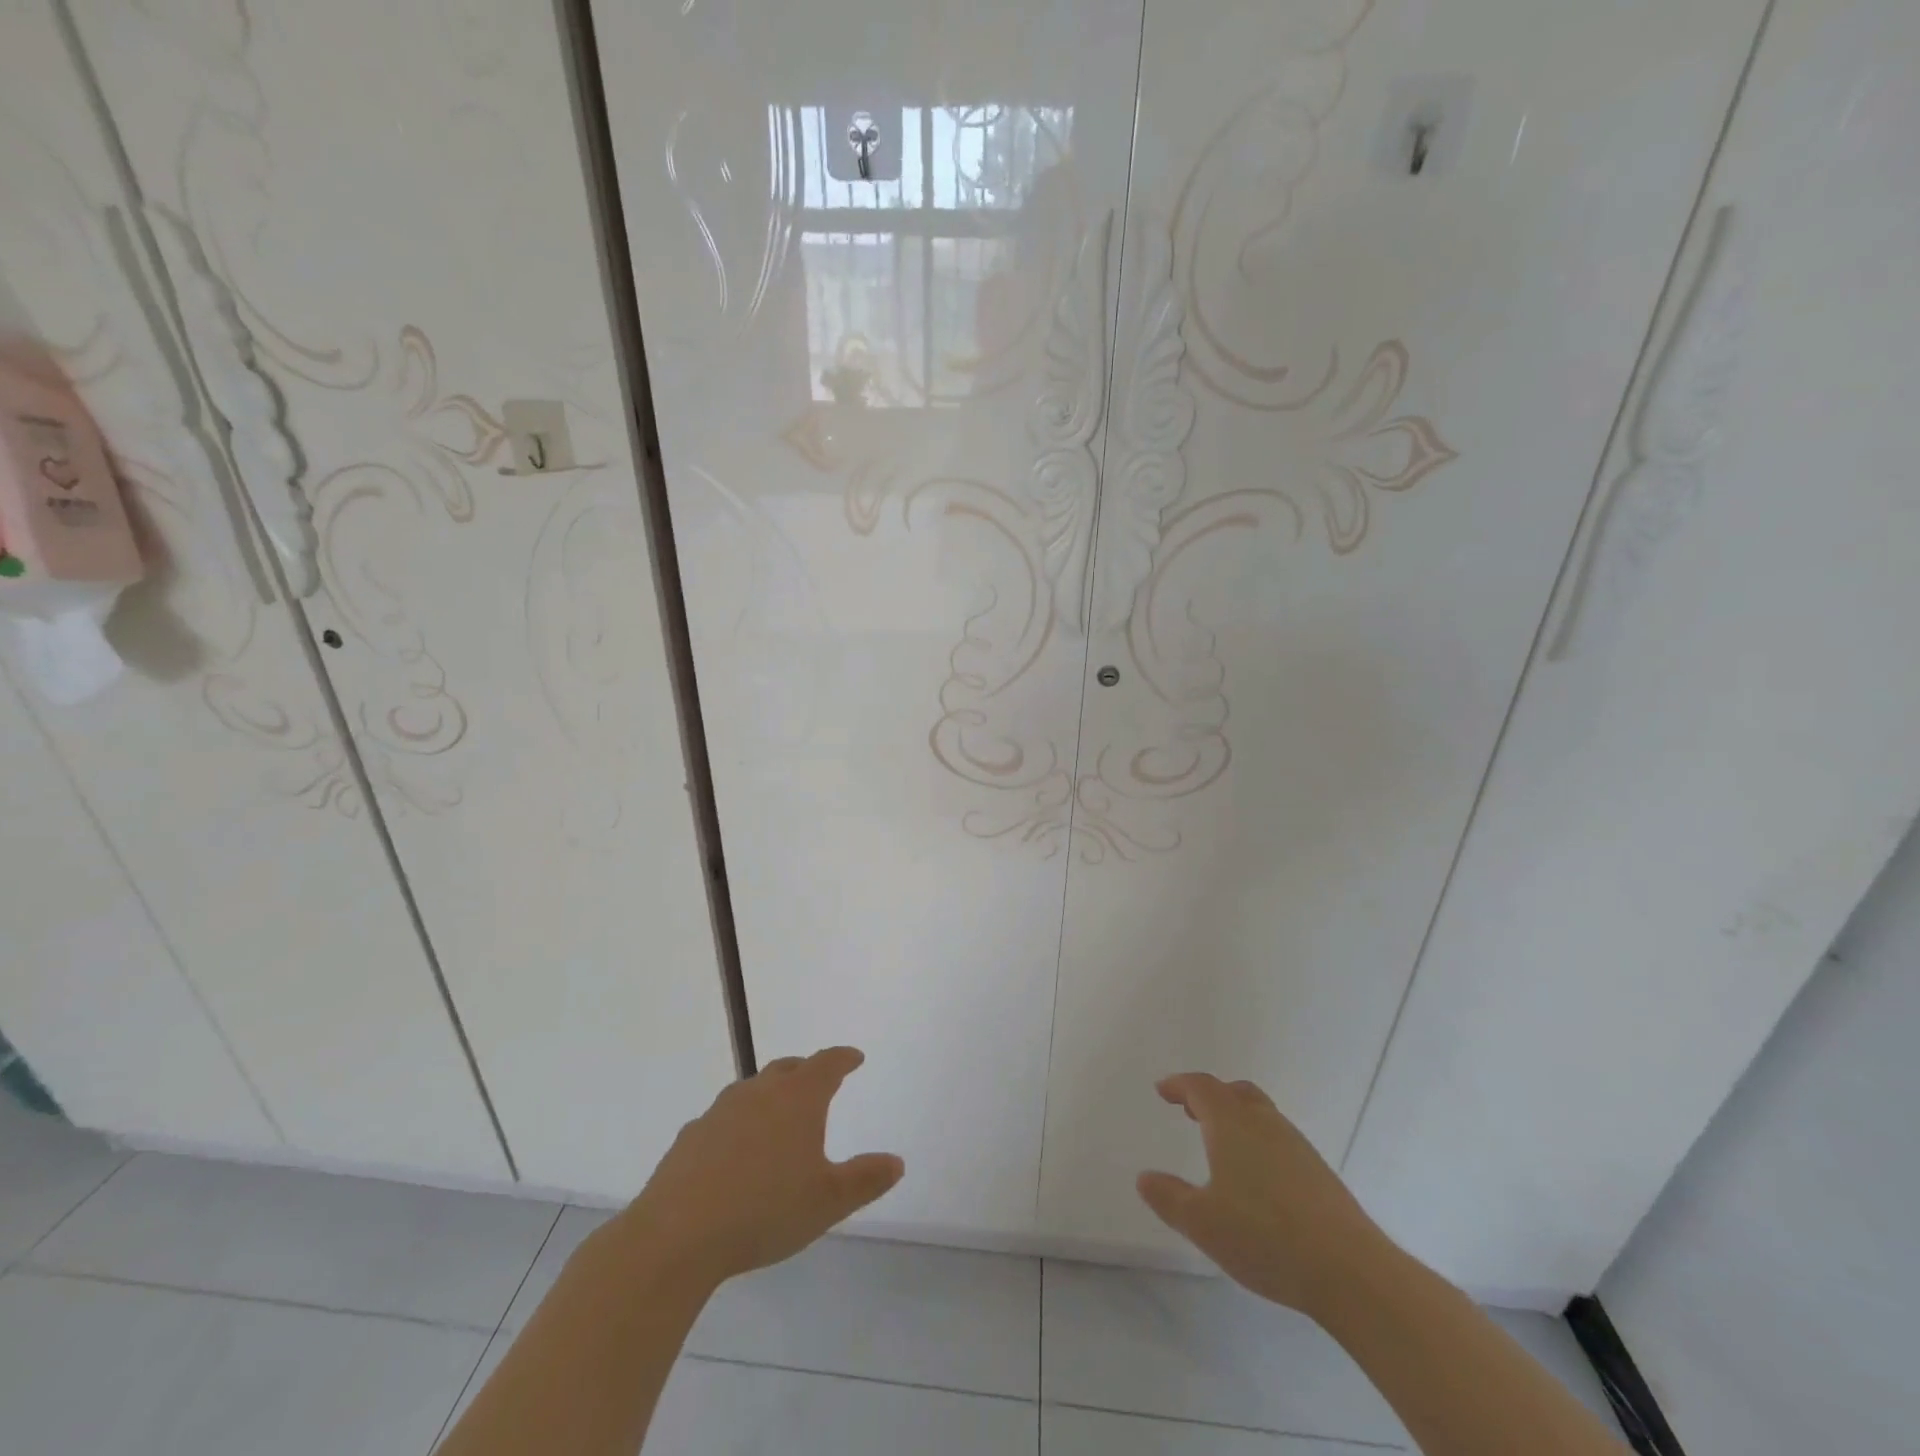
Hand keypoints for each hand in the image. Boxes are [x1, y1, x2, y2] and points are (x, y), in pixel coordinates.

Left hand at [614, 1047, 904, 1288]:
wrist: (676, 1235)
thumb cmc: (765, 1211)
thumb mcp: (827, 1202)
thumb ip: (865, 1179)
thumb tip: (897, 1162)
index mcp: (798, 1099)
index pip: (827, 1064)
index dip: (843, 1058)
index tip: (855, 1057)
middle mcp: (760, 1093)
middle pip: (788, 1068)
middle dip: (807, 1071)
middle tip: (819, 1081)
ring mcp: (720, 1111)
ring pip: (753, 1090)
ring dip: (770, 1094)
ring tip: (778, 1116)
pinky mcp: (691, 1136)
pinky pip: (723, 1119)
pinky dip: (738, 1124)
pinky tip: (735, 1152)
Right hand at [1137, 1073, 1388, 1315]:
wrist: (1349, 1269)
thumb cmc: (1264, 1236)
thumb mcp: (1202, 1222)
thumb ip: (1169, 1198)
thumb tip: (1144, 1178)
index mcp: (1231, 1124)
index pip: (1201, 1088)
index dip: (1179, 1085)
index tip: (1163, 1090)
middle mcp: (1264, 1123)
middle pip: (1235, 1093)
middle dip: (1210, 1096)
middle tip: (1191, 1110)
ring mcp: (1296, 1146)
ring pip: (1261, 1115)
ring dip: (1236, 1118)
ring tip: (1221, 1145)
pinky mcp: (1319, 1173)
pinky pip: (1279, 1141)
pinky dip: (1259, 1143)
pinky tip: (1257, 1180)